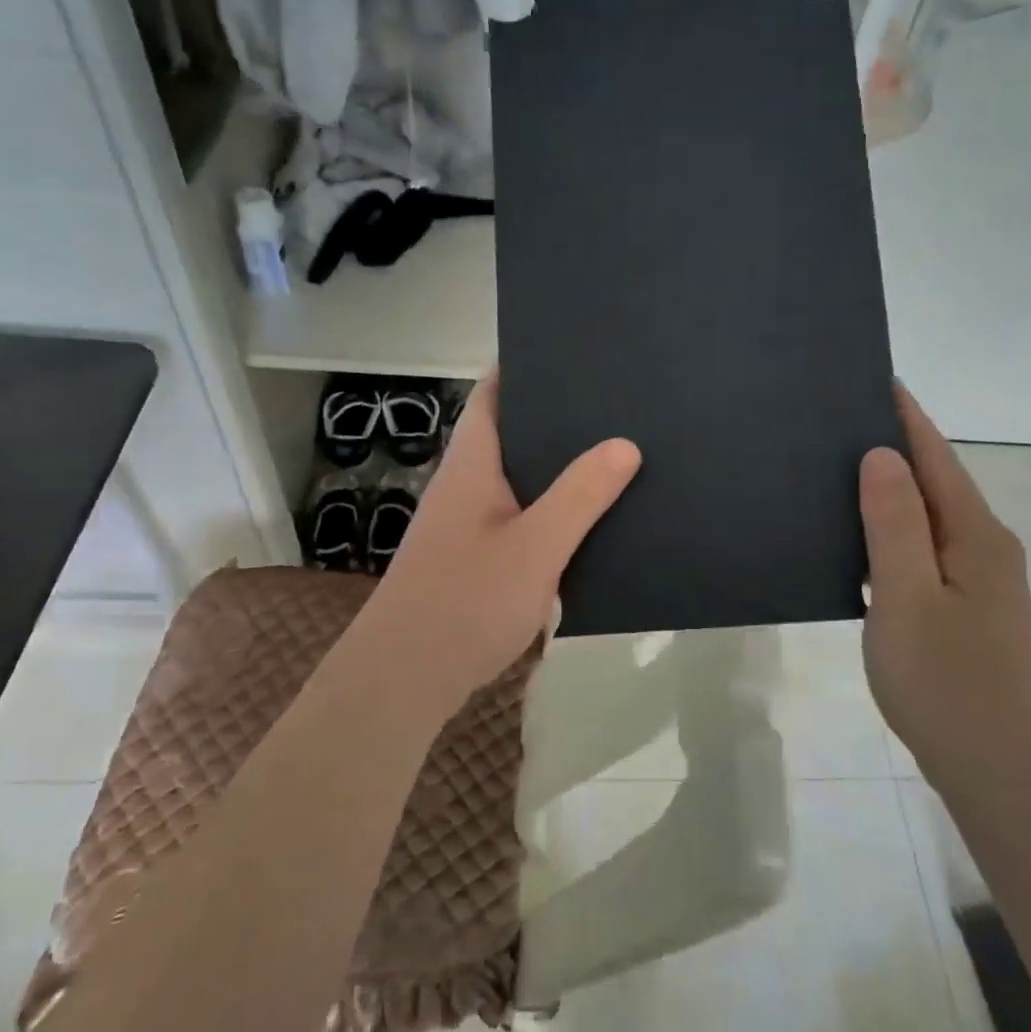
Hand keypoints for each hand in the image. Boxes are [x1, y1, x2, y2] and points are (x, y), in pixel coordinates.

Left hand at [336, 374, 640, 720]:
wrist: (405, 679)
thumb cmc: (465, 602)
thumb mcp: (535, 547)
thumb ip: (580, 495)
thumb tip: (625, 443)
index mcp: (473, 464)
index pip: (495, 392)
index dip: (529, 366)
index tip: (579, 352)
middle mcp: (466, 484)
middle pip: (513, 432)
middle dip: (559, 417)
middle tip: (618, 404)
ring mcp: (468, 523)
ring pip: (520, 478)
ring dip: (558, 468)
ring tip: (617, 453)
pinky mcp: (475, 558)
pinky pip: (521, 517)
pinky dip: (552, 510)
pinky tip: (589, 521)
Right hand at [858, 384, 1030, 791]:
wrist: (993, 768)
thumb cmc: (943, 681)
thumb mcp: (906, 597)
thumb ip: (895, 523)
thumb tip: (881, 455)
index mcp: (977, 537)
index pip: (936, 458)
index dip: (907, 418)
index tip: (876, 380)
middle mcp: (987, 548)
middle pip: (938, 483)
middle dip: (896, 448)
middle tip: (841, 423)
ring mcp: (981, 581)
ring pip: (931, 519)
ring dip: (894, 492)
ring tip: (842, 471)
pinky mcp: (968, 609)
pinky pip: (926, 551)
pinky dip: (895, 532)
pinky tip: (863, 539)